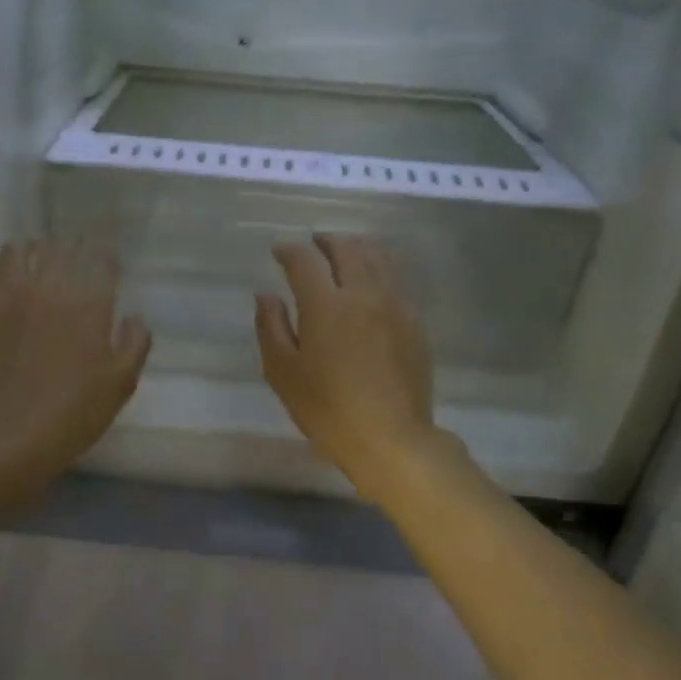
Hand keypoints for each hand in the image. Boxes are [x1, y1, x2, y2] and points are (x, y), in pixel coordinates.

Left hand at [0, 238, 150, 498]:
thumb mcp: (120, 384)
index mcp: (87, 302)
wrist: (8, 436)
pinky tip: (2, 289)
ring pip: (17, 250)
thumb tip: (134, 317)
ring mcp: (5, 295)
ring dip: (32, 253)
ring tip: (37, 267)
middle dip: (72, 248)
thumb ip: (134, 343)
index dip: (107, 257)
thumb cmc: (73, 413)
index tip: (109, 265)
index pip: (100, 258)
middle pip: (60, 246)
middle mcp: (46, 286)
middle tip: (76, 261)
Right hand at [256, 235, 449, 500]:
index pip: (305, 260)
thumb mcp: (283, 373)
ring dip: (355, 247)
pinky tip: (370, 282)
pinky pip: (395, 280)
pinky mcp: (414, 322)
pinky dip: (378, 268)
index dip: (289, 251)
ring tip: (342, 253)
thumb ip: (271, 327)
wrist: (391, 438)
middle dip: (326, 241)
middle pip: (347, 248)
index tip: (278, 252)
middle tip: (312, 245)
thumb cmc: (328, 410)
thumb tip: (266, 295)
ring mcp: (395, 305)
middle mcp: (364, 294)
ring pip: (378, 257)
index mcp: (326, 305)